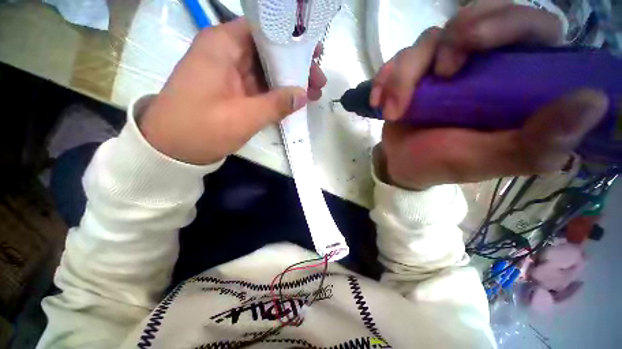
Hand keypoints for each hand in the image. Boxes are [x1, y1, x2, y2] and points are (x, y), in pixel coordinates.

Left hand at [140, 18, 326, 164]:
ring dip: (289, 81)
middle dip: (296, 65)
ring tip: (313, 93)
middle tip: (319, 80)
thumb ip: (276, 104)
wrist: (171, 149)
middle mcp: (226, 52)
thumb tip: (304, 95)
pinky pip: (259, 85)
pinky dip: (277, 93)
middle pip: (268, 51)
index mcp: (222, 45)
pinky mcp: (232, 90)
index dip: (292, 41)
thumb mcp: (243, 117)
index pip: (264, 31)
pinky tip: (294, 101)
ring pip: (266, 70)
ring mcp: (229, 73)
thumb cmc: (201, 128)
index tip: (315, 54)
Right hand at [371, 5, 607, 189]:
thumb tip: (594, 101)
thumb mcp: (487, 159)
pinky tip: (379, 102)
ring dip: (405, 75)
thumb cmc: (441, 164)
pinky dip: (385, 78)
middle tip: (437, 72)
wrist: (403, 163)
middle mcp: (484, 64)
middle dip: (450, 39)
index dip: (506, 22)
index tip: (471, 43)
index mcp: (516, 83)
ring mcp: (444, 65)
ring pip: (428, 39)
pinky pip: (398, 58)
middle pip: (476, 15)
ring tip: (394, 111)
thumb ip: (537, 141)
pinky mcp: (414, 73)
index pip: (532, 26)